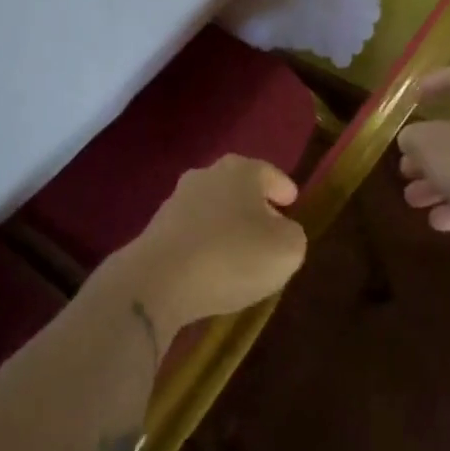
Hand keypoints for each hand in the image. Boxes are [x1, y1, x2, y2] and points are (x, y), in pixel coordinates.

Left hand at [105, 156, 307, 342]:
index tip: (292, 201)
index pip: (269, 173)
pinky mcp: (157, 228)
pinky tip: (212, 266)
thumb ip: (293, 235)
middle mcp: (207, 175)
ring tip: (240, 252)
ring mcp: (177, 199)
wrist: (159, 280)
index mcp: (241, 170)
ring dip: (227, 224)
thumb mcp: (286, 250)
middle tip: (270, 227)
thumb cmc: (232, 256)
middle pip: (238, 186)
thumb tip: (282, 230)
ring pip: (213, 207)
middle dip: (254, 204)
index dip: (283, 188)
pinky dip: (205, 243)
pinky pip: (193, 231)